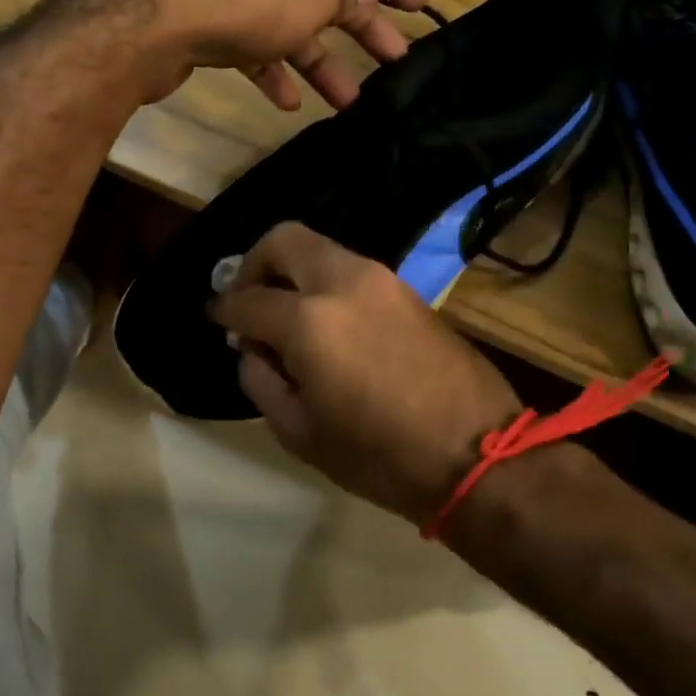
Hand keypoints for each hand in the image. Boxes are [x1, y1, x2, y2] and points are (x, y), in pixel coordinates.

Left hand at [72, 0, 428, 110]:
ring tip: (348, 101)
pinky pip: (251, 39)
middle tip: (394, 60)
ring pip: (288, 17)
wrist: (151, 20)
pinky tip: (287, 102)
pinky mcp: (205, 14)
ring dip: (319, 59)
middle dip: (361, 26)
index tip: (414, 5)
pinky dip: (272, 67)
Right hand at [208, 222, 523, 523]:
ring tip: (287, 317)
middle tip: (249, 302)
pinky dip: (324, 284)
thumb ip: (261, 381)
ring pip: (320, 249)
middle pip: (283, 240)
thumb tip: (252, 349)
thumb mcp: (300, 433)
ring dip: (292, 272)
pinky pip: (349, 270)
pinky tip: (325, 324)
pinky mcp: (406, 289)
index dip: (224, 310)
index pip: (248, 299)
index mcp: (309, 322)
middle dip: (254, 264)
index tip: (218, 321)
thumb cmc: (379, 456)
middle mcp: (343, 283)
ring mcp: (381, 279)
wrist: (477, 453)